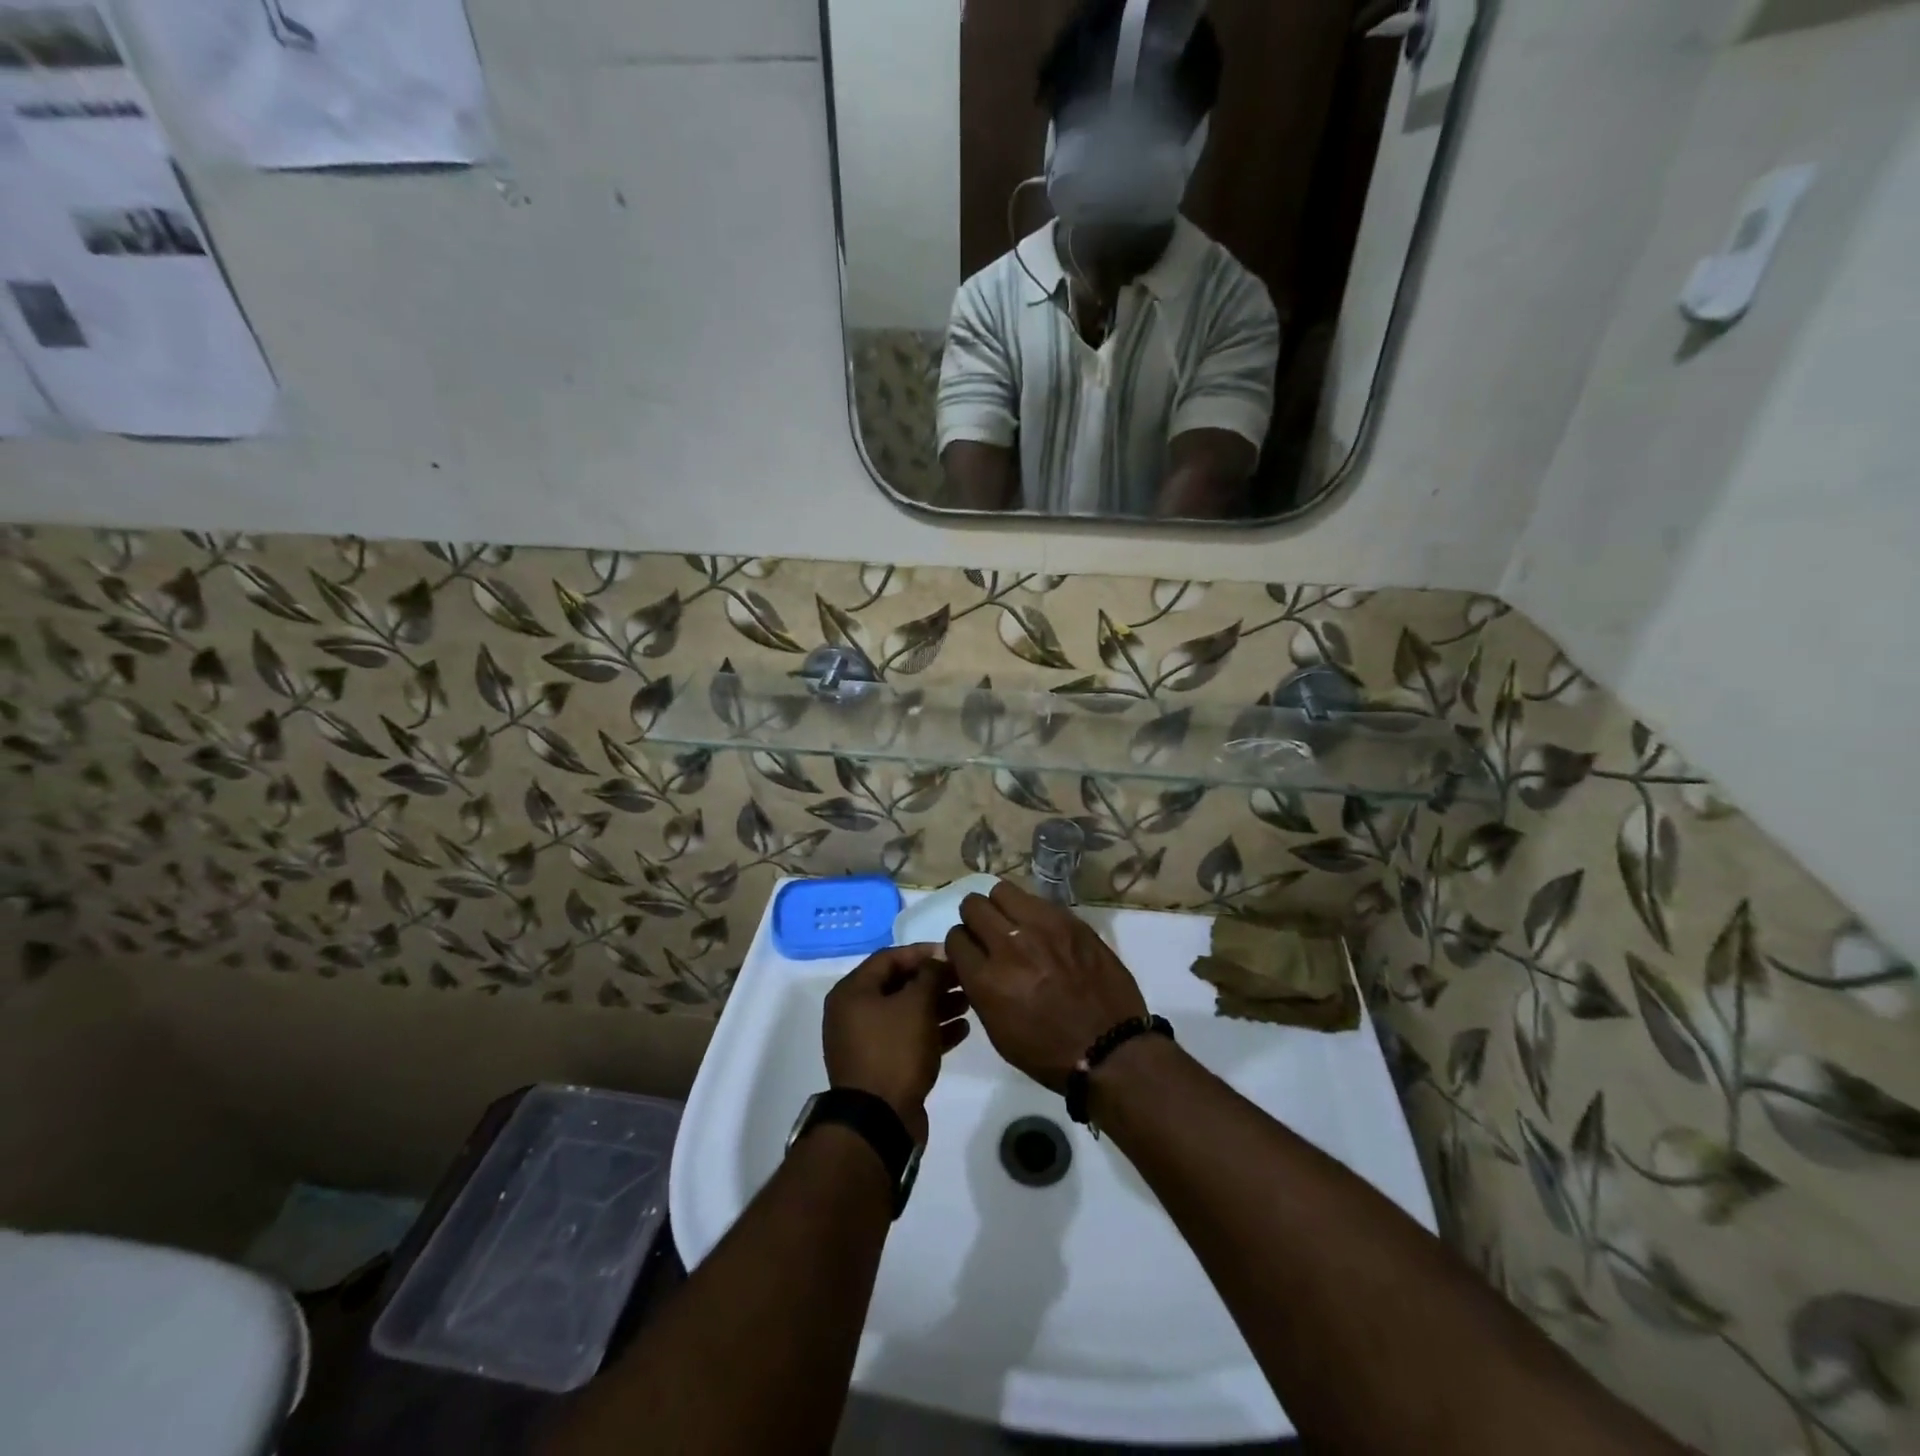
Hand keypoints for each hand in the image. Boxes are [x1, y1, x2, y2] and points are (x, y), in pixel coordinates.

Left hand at [822, 944, 970, 1143]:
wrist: (879, 1121)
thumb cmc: (894, 1051)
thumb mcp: (916, 1004)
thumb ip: (930, 975)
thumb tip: (939, 959)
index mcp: (852, 992)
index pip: (889, 957)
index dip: (922, 952)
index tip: (952, 954)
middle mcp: (854, 1013)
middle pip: (899, 985)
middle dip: (934, 981)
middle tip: (964, 980)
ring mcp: (866, 1042)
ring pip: (906, 1013)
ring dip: (937, 1006)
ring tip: (968, 1003)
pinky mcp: (881, 1066)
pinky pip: (908, 1039)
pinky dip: (932, 1032)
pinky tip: (962, 1030)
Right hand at [942, 881, 1147, 1092]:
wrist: (1110, 1049)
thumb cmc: (1048, 1052)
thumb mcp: (997, 1030)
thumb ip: (978, 987)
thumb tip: (972, 961)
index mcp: (987, 979)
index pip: (955, 939)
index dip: (961, 946)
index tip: (971, 953)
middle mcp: (1009, 945)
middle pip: (973, 906)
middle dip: (975, 919)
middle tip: (988, 933)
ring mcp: (1042, 928)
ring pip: (1003, 891)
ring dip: (1002, 907)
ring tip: (1014, 924)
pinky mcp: (1070, 921)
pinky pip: (1037, 900)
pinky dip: (1032, 912)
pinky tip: (1043, 931)